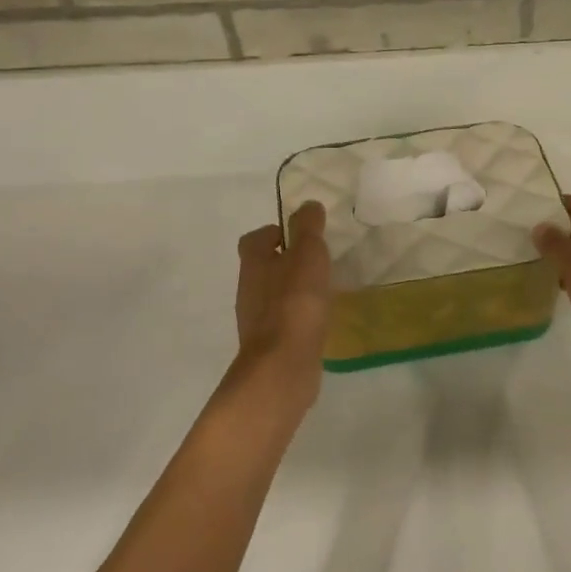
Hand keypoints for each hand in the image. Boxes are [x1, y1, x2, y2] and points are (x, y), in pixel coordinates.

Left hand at [235, 201, 332, 395]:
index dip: (274, 233)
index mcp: (254, 263)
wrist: (283, 366)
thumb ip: (308, 228)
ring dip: (292, 290)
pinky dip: (297, 317)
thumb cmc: (295, 303)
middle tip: (316, 262)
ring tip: (322, 291)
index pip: (254, 239)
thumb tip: (308, 205)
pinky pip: (283, 322)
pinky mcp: (270, 345)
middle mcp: (248, 289)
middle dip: (286, 262)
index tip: (299, 236)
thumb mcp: (308, 255)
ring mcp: (256, 320)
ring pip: (272, 296)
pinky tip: (318, 321)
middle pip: (262, 267)